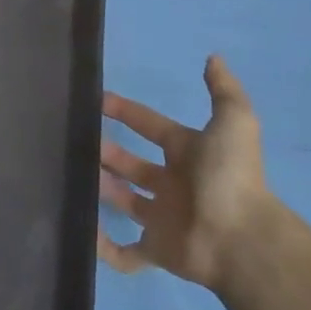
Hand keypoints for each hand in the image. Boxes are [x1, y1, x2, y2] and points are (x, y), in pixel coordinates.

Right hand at [97, 56, 275, 289]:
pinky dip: (102, 246)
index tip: (95, 100)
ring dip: (100, 188)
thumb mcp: (234, 122)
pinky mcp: (156, 251)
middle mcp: (174, 184)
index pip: (151, 126)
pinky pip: (124, 252)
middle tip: (74, 140)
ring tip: (69, 174)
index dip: (125, 112)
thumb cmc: (229, 177)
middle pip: (132, 164)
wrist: (241, 240)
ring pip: (123, 200)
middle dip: (106, 151)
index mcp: (188, 154)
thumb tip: (213, 57)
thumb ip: (223, 90)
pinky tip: (81, 231)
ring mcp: (163, 218)